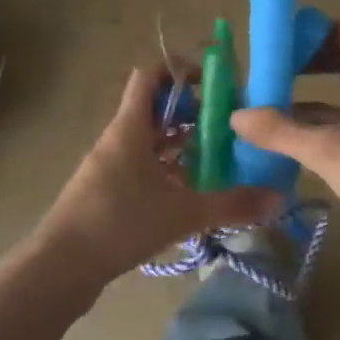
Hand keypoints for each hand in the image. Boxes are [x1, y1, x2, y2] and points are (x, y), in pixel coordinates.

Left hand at [40, 67, 283, 284]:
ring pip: (148, 141)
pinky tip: (188, 192)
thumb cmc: (119, 224)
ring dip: (179, 143)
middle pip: (154, 109)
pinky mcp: (105, 191)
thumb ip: (231, 204)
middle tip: (227, 125)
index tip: (214, 82)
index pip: (150, 77)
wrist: (60, 267)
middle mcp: (117, 139)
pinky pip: (140, 166)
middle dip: (191, 112)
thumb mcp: (181, 213)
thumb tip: (279, 198)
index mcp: (130, 128)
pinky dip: (165, 169)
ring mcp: (108, 166)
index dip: (180, 72)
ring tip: (216, 157)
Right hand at [230, 17, 339, 289]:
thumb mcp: (327, 150)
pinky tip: (287, 144)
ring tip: (265, 109)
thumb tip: (236, 116)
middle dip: (305, 64)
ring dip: (307, 100)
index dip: (313, 30)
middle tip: (266, 75)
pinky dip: (318, 129)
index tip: (276, 45)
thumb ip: (279, 130)